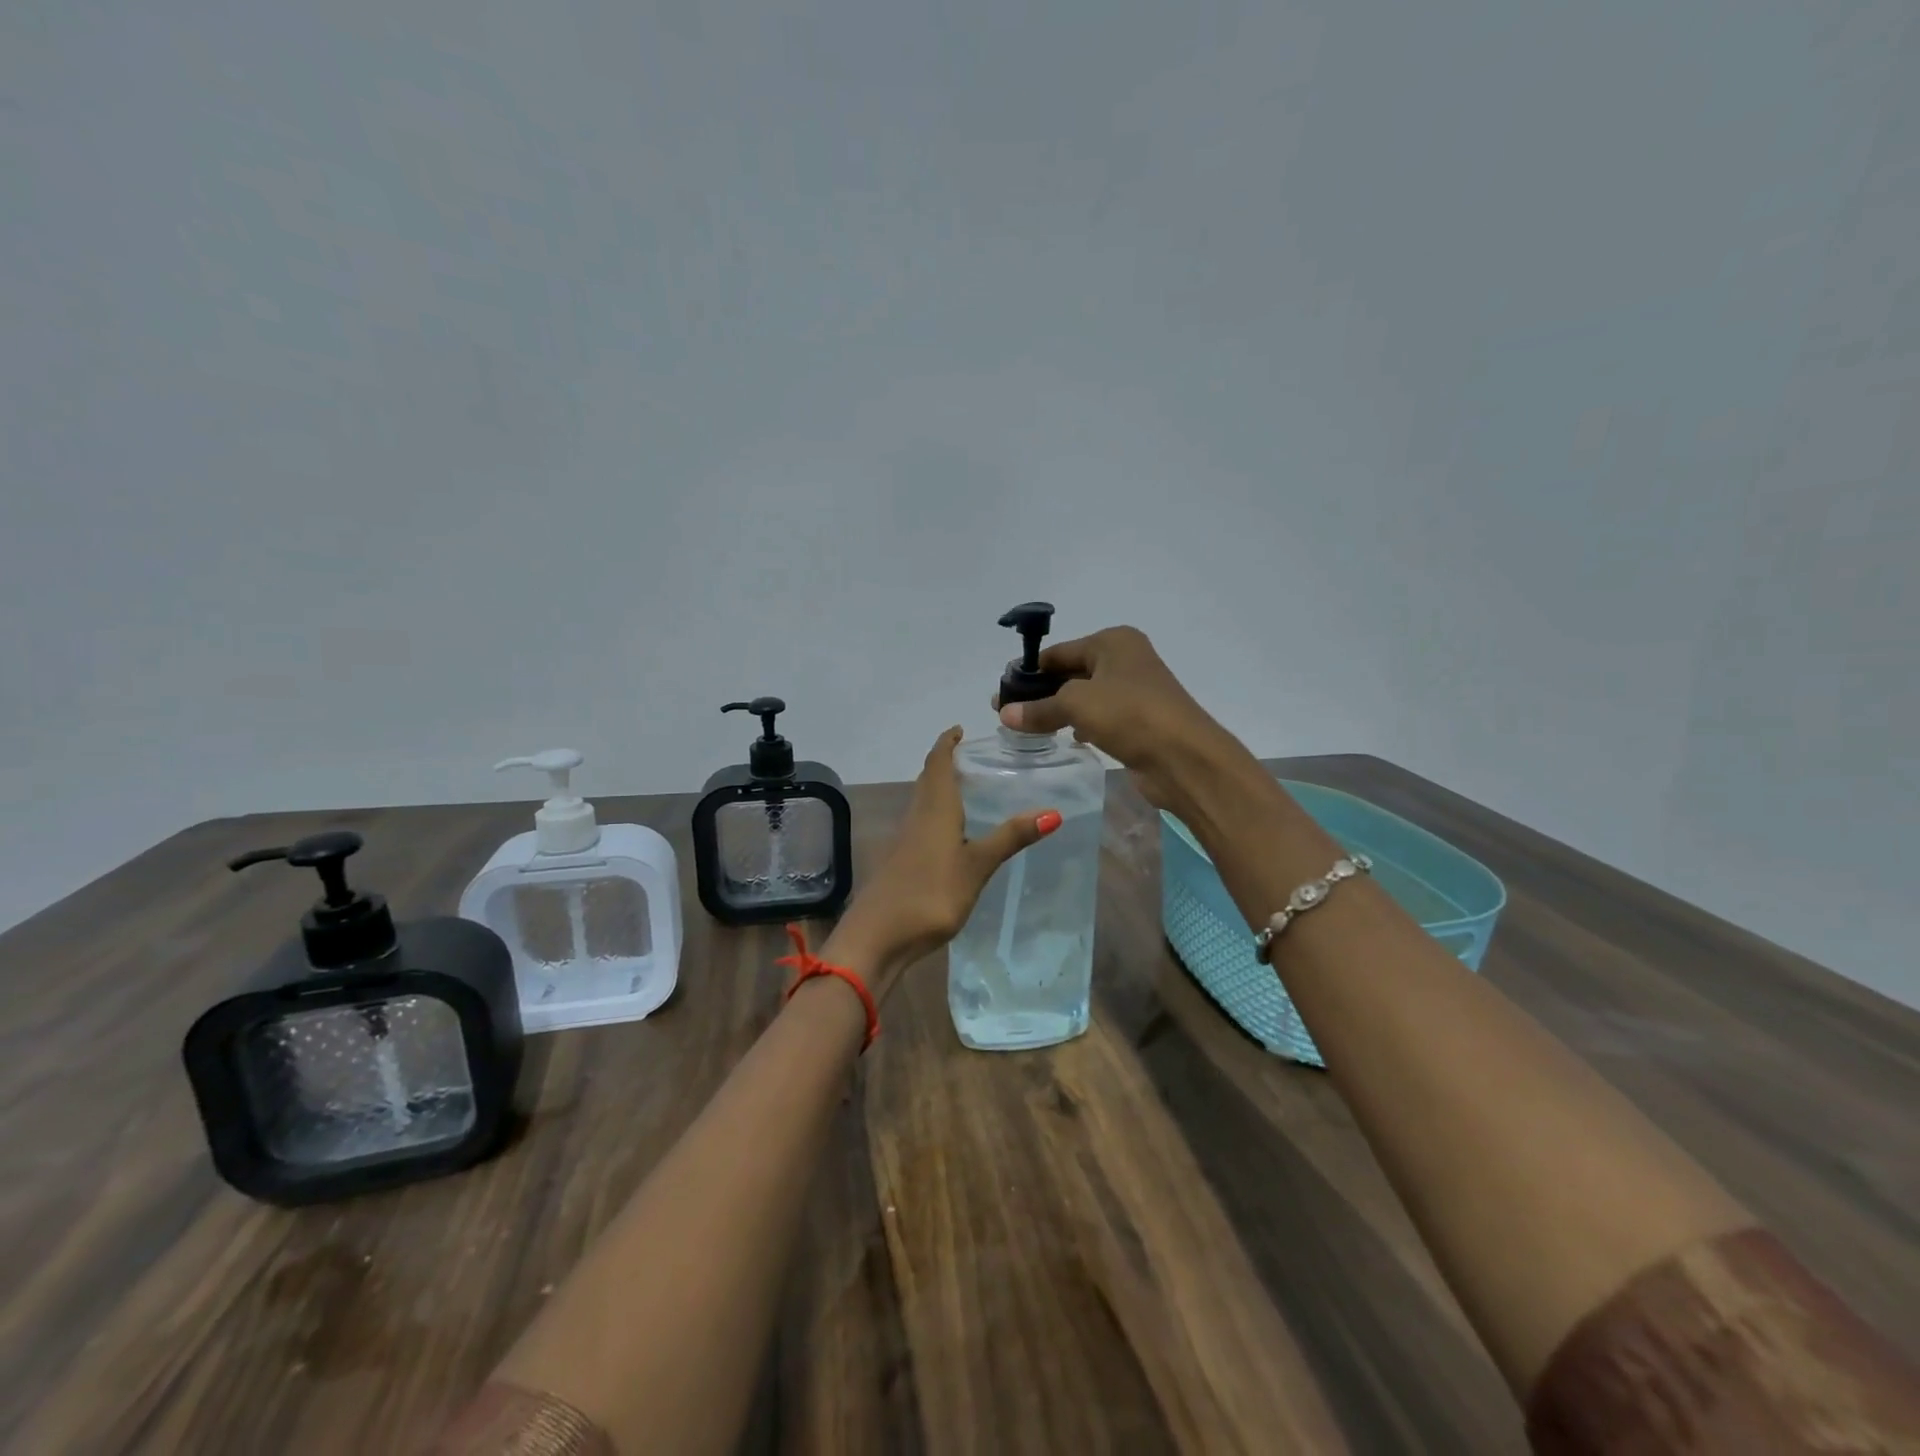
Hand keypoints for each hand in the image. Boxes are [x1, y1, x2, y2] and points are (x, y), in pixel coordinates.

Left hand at [822, 727, 1058, 1000]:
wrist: (878, 936)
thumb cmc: (931, 893)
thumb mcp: (977, 865)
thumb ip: (1010, 838)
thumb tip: (1052, 812)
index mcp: (934, 809)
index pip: (938, 764)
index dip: (946, 744)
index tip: (959, 730)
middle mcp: (916, 816)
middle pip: (927, 780)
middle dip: (944, 763)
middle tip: (969, 757)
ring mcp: (905, 840)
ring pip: (922, 802)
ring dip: (939, 788)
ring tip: (966, 789)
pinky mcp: (901, 862)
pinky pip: (921, 824)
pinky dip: (936, 815)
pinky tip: (950, 834)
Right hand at [997, 625, 1241, 810]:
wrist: (1184, 757)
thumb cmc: (1130, 714)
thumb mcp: (1077, 704)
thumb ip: (1039, 708)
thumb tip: (1004, 714)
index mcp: (1113, 642)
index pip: (1059, 652)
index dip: (1028, 672)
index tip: (1000, 693)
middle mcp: (1125, 660)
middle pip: (1071, 673)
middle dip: (1041, 693)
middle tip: (1007, 714)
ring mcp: (1134, 691)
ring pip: (1084, 697)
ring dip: (1059, 711)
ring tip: (1027, 729)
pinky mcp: (1138, 721)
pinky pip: (1099, 718)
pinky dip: (1080, 725)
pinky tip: (1065, 739)